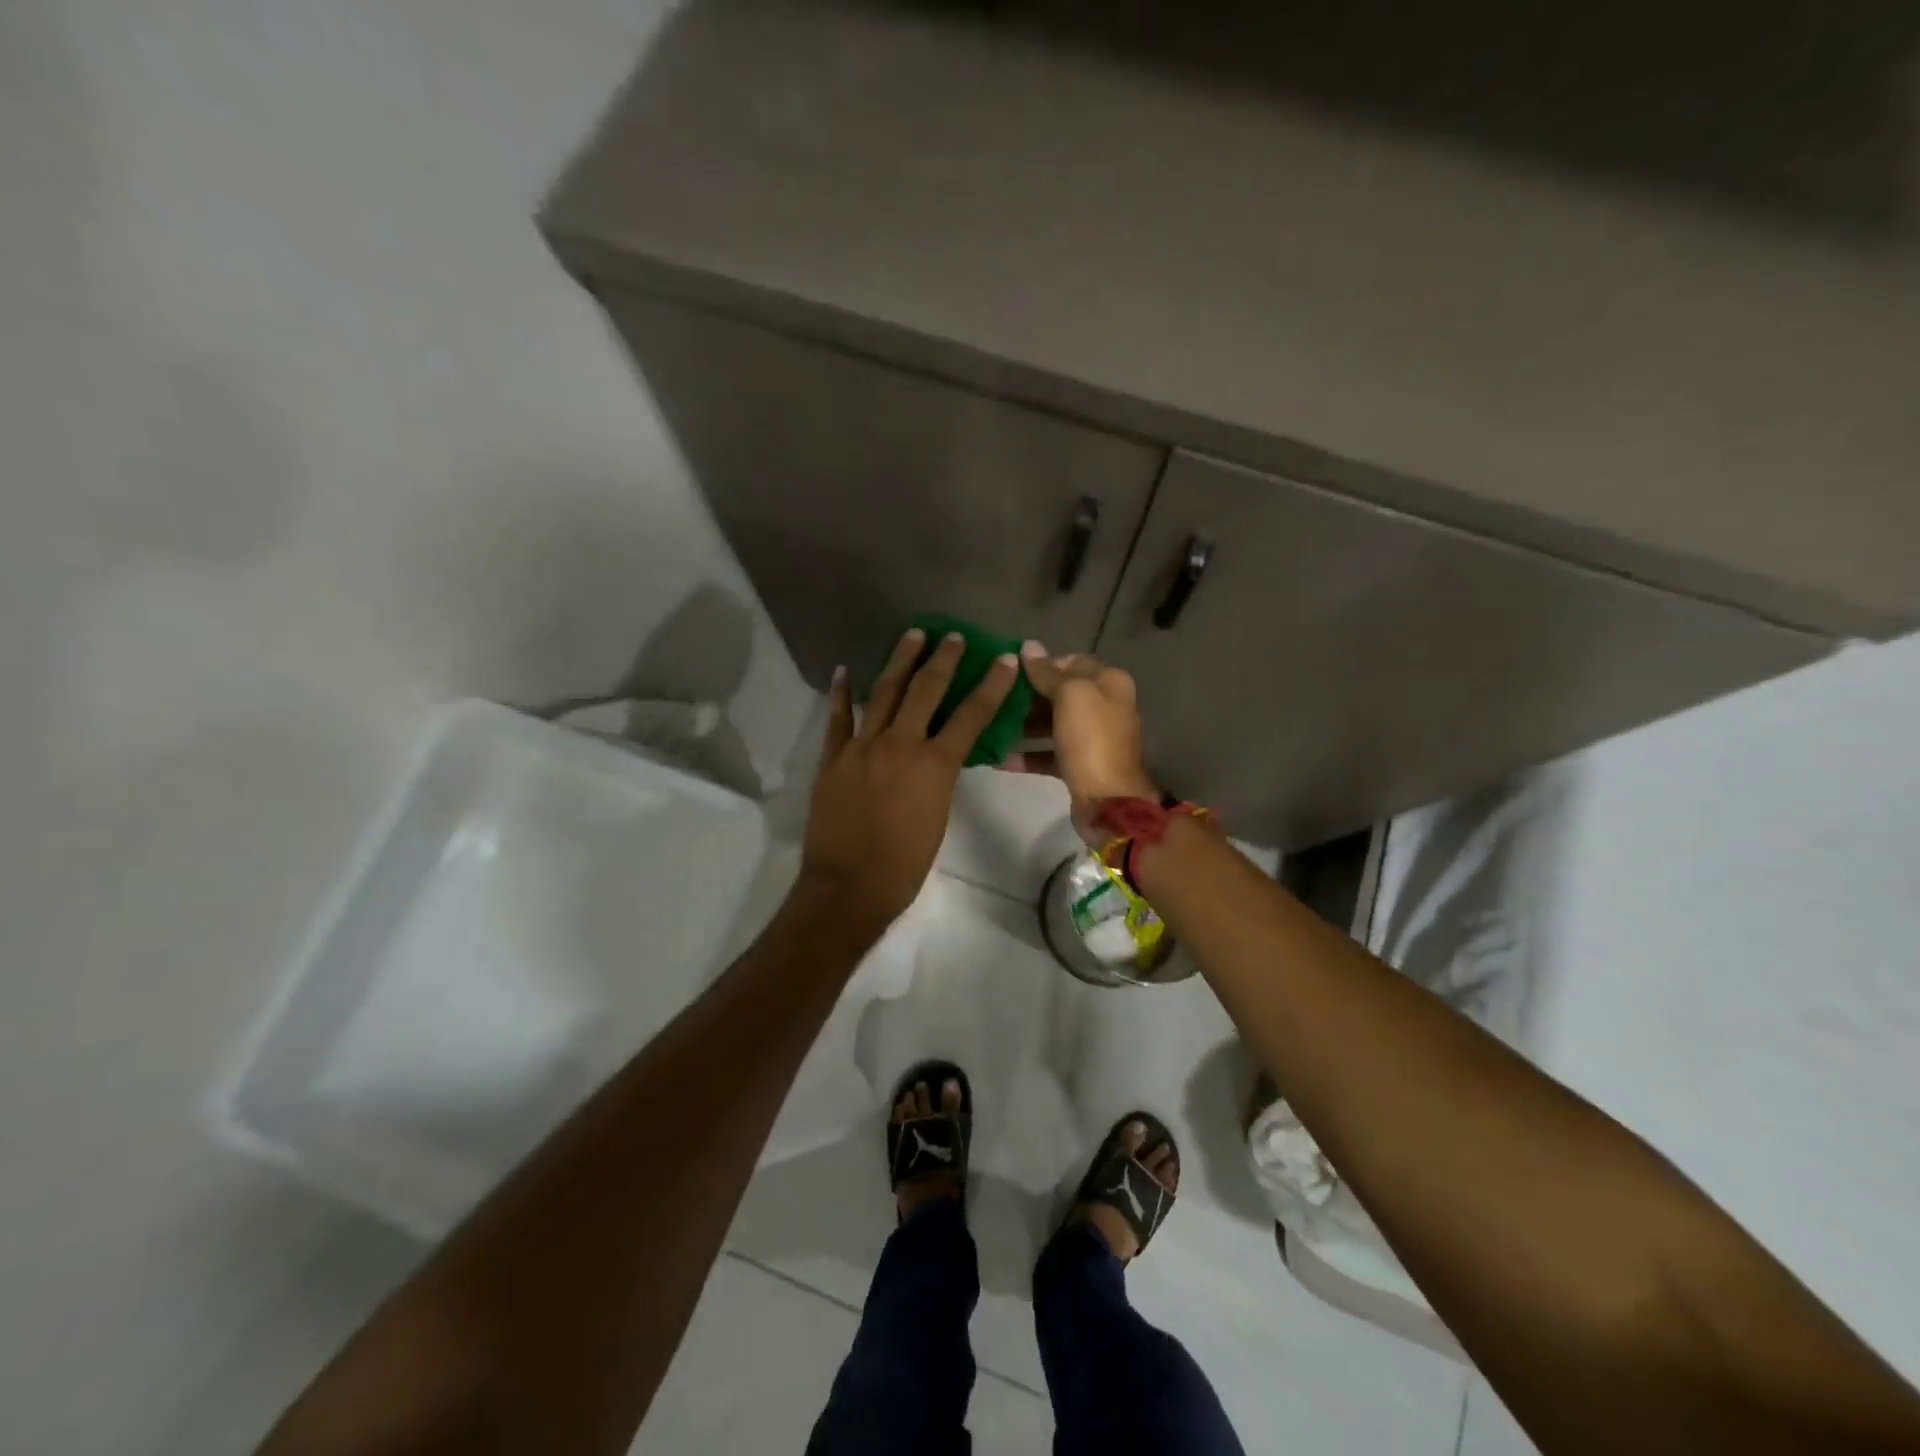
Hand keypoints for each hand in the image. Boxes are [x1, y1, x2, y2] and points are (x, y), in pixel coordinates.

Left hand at [799, 628, 1019, 931]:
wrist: (850, 886)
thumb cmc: (905, 864)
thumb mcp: (938, 816)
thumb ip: (939, 778)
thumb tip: (938, 756)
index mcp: (934, 764)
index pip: (970, 715)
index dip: (990, 685)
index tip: (1002, 659)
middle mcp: (900, 744)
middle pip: (925, 690)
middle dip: (942, 659)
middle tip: (951, 636)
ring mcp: (862, 747)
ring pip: (882, 692)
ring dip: (899, 661)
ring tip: (911, 636)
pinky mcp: (832, 758)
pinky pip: (837, 718)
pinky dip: (840, 693)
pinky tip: (843, 671)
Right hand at [1013, 643, 1158, 844]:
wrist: (1108, 802)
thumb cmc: (1091, 740)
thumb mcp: (1070, 696)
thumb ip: (1047, 672)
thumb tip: (1029, 647)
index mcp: (1108, 682)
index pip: (1071, 662)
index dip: (1042, 664)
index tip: (1010, 670)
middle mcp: (1103, 706)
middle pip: (1059, 693)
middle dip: (1028, 695)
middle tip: (994, 697)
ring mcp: (1091, 737)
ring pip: (1051, 723)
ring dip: (1022, 724)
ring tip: (989, 724)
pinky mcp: (1078, 764)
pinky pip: (1047, 753)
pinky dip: (1026, 754)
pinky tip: (998, 757)